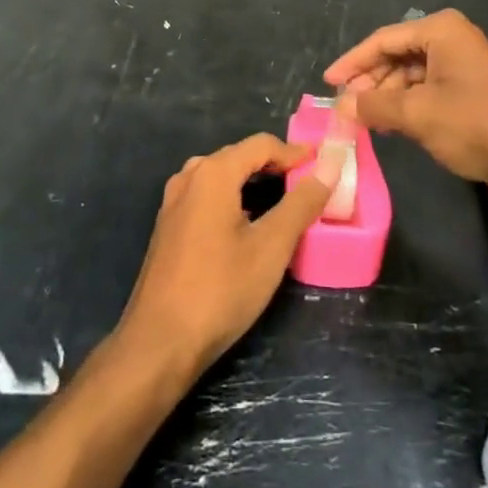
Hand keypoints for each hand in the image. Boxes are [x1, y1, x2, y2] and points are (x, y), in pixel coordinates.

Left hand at [118, 134, 334, 378]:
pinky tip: (246, 224)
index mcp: (213, 173)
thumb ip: (300, 204)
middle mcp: (189, 177)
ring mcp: (173, 202)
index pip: (260, 144)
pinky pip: (206, 196)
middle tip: (306, 183)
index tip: (322, 165)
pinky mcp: (167, 227)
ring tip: (281, 200)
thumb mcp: (270, 247)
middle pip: (238, 156)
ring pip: (220, 176)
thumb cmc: (219, 290)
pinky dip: (232, 198)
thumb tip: (328, 167)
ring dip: (252, 181)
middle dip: (273, 165)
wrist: (158, 343)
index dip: (294, 152)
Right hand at [324, 9, 487, 191]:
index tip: (327, 84)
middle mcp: (451, 37)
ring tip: (365, 120)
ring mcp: (462, 61)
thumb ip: (374, 105)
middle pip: (396, 54)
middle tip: (346, 108)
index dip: (352, 63)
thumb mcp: (417, 114)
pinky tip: (391, 123)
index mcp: (440, 30)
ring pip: (410, 73)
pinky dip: (406, 103)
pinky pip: (427, 87)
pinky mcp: (470, 86)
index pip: (382, 40)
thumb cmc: (475, 124)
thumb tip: (340, 107)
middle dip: (370, 81)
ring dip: (387, 95)